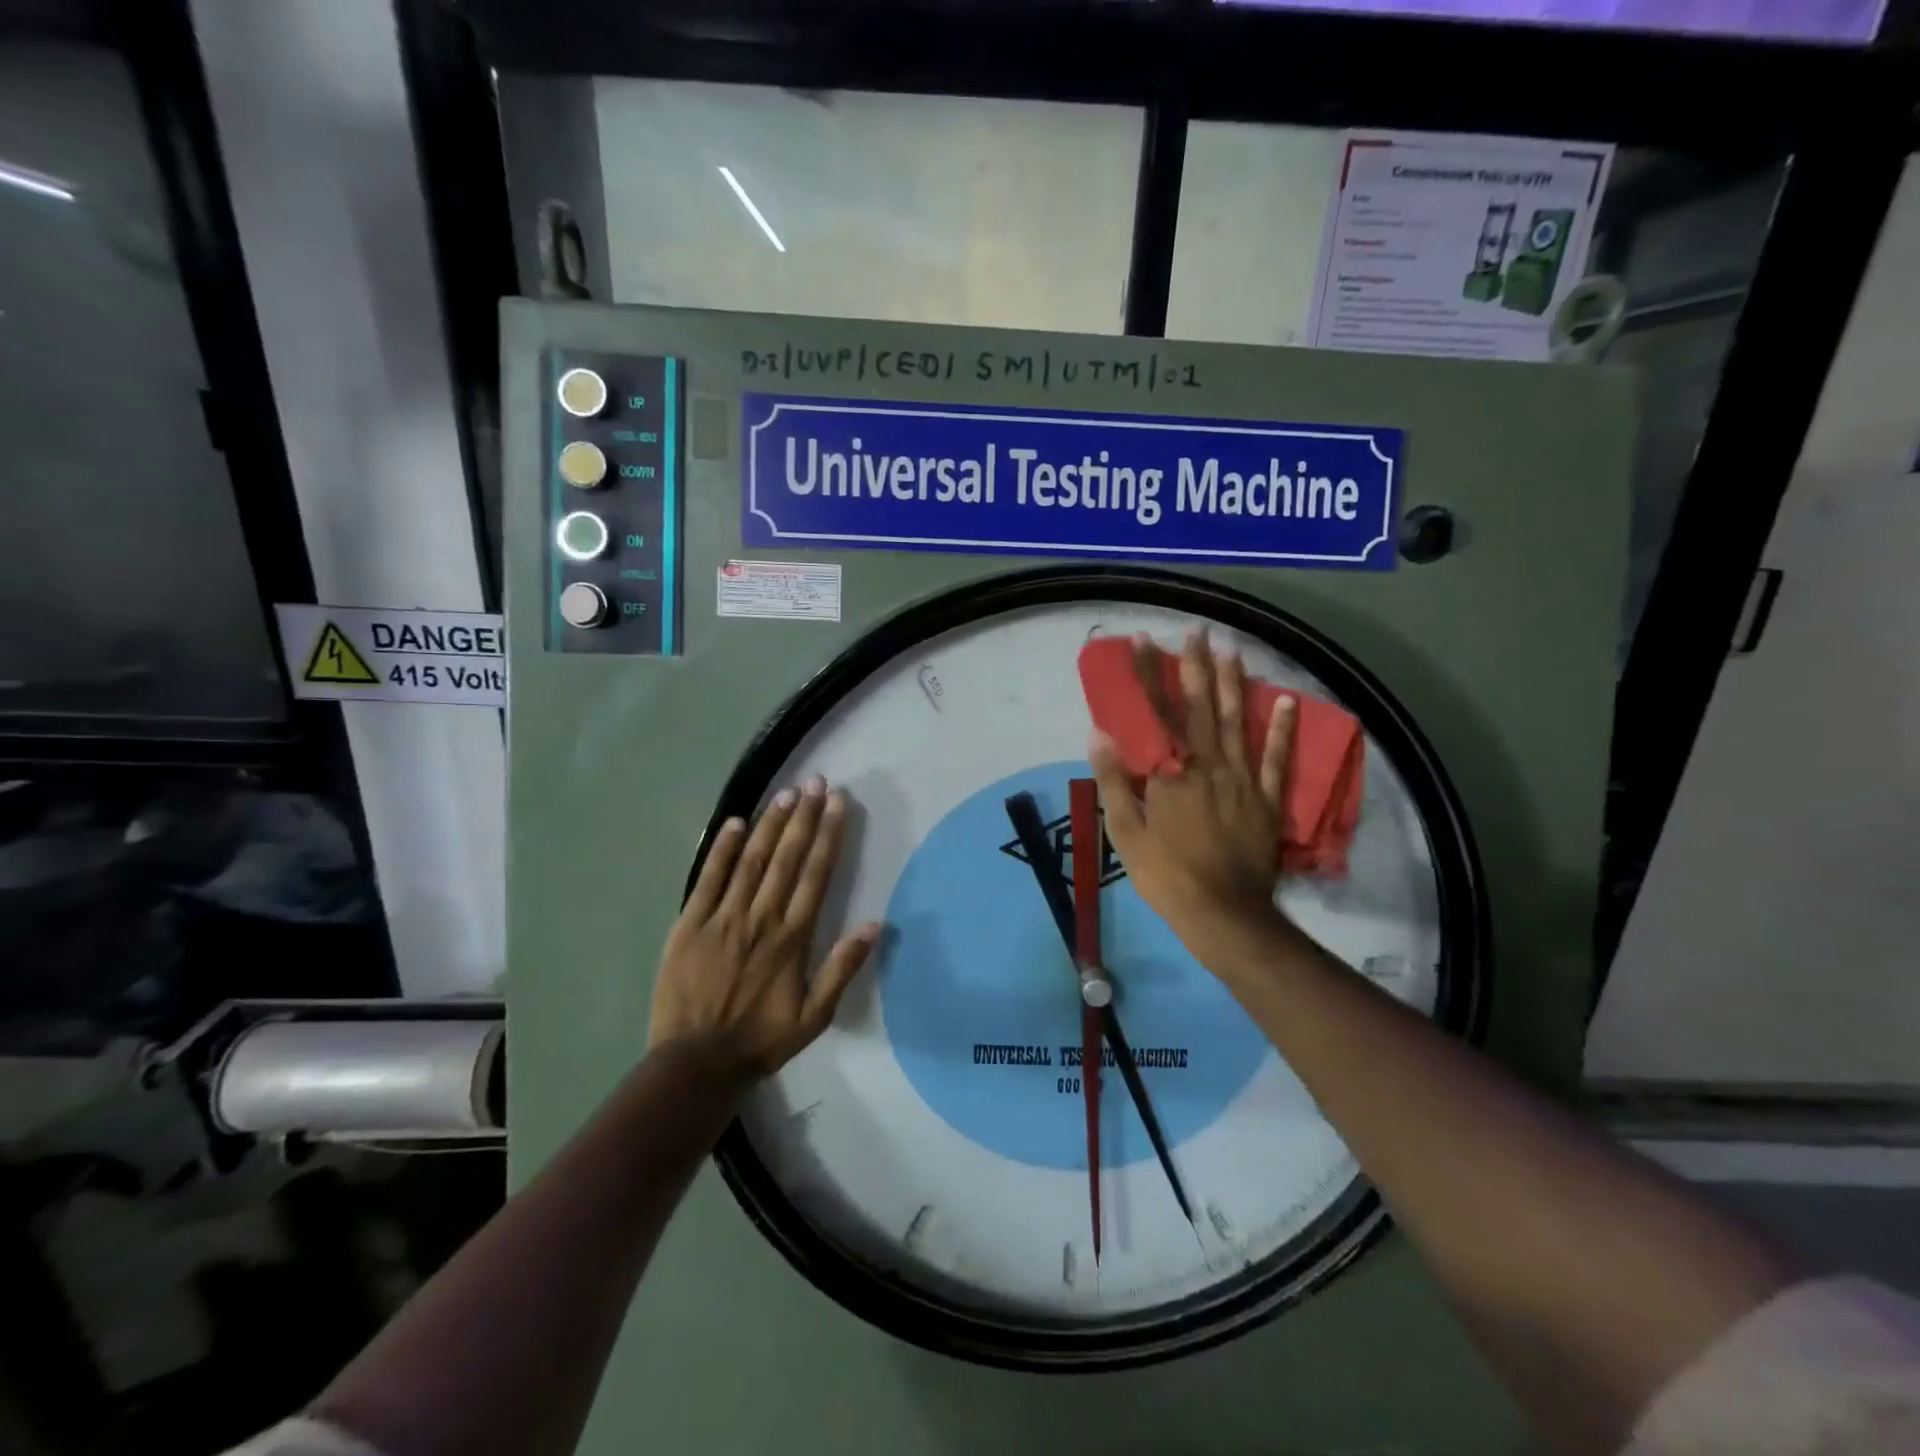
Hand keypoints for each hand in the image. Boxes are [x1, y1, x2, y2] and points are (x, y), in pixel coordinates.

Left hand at [648, 777, 880, 1082]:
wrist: (696, 1062)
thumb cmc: (761, 1038)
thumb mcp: (815, 1015)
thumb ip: (842, 968)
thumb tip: (875, 925)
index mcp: (792, 937)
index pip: (816, 874)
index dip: (828, 835)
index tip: (837, 803)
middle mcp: (761, 918)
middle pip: (787, 857)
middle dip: (804, 816)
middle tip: (815, 782)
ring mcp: (722, 918)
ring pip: (751, 860)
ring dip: (770, 824)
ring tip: (786, 794)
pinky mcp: (689, 924)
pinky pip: (708, 879)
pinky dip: (721, 849)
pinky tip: (736, 823)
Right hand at [1088, 630, 1295, 963]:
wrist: (1223, 912)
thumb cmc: (1165, 874)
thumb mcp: (1125, 831)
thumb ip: (1113, 780)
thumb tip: (1099, 733)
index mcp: (1170, 772)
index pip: (1155, 713)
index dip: (1148, 675)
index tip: (1143, 642)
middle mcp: (1207, 764)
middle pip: (1201, 706)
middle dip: (1196, 666)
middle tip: (1197, 631)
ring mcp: (1241, 779)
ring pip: (1238, 721)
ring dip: (1234, 683)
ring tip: (1231, 649)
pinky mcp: (1265, 798)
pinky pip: (1276, 758)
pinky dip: (1282, 728)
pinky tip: (1285, 700)